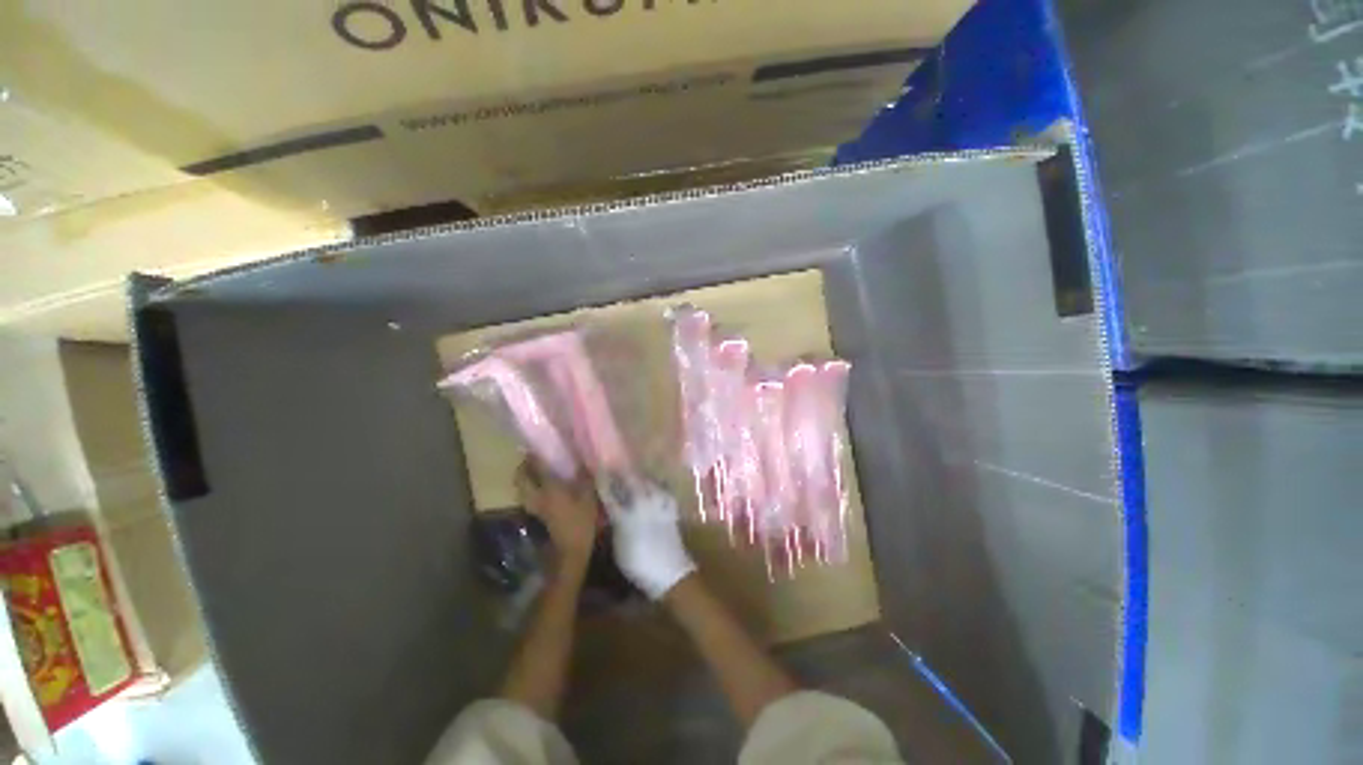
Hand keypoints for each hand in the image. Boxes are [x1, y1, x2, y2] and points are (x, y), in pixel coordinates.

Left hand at [516, 461, 598, 568]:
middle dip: (523, 467)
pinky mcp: (538, 515)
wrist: (571, 551)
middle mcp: (537, 496)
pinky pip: (528, 496)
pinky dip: (530, 488)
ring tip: (536, 470)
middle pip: (521, 478)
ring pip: (521, 488)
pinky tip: (543, 486)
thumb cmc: (581, 521)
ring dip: (525, 478)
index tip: (537, 445)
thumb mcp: (588, 496)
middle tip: (532, 458)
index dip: (535, 455)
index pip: (536, 467)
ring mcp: (535, 507)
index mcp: (549, 489)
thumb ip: (584, 478)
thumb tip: (582, 462)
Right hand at [597, 475, 695, 599]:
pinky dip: (659, 485)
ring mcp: (658, 504)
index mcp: (624, 517)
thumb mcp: (618, 547)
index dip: (603, 481)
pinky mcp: (671, 508)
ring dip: (640, 475)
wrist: (669, 572)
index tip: (596, 470)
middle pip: (631, 481)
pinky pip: (665, 490)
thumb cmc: (638, 564)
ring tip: (634, 472)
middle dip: (622, 472)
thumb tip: (611, 511)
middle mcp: (641, 505)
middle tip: (615, 466)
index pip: (609, 494)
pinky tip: (656, 484)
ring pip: (648, 482)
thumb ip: (615, 524)